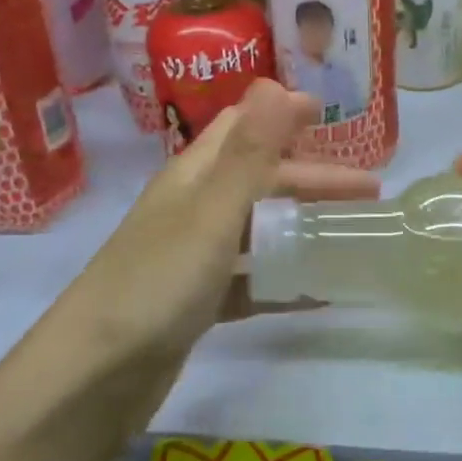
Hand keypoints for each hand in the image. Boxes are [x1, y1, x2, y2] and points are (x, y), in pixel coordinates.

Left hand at [66, 80, 376, 370]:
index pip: (243, 126)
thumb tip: (274, 82)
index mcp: (194, 176)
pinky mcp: (197, 302)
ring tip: (349, 234)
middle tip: (369, 191)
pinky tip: (318, 293)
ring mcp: (194, 257)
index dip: (282, 113)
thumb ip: (249, 152)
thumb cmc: (156, 282)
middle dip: (313, 178)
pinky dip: (284, 279)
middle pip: (261, 179)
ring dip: (302, 225)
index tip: (329, 111)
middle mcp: (194, 207)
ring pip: (259, 228)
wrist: (92, 378)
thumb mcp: (212, 212)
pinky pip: (251, 279)